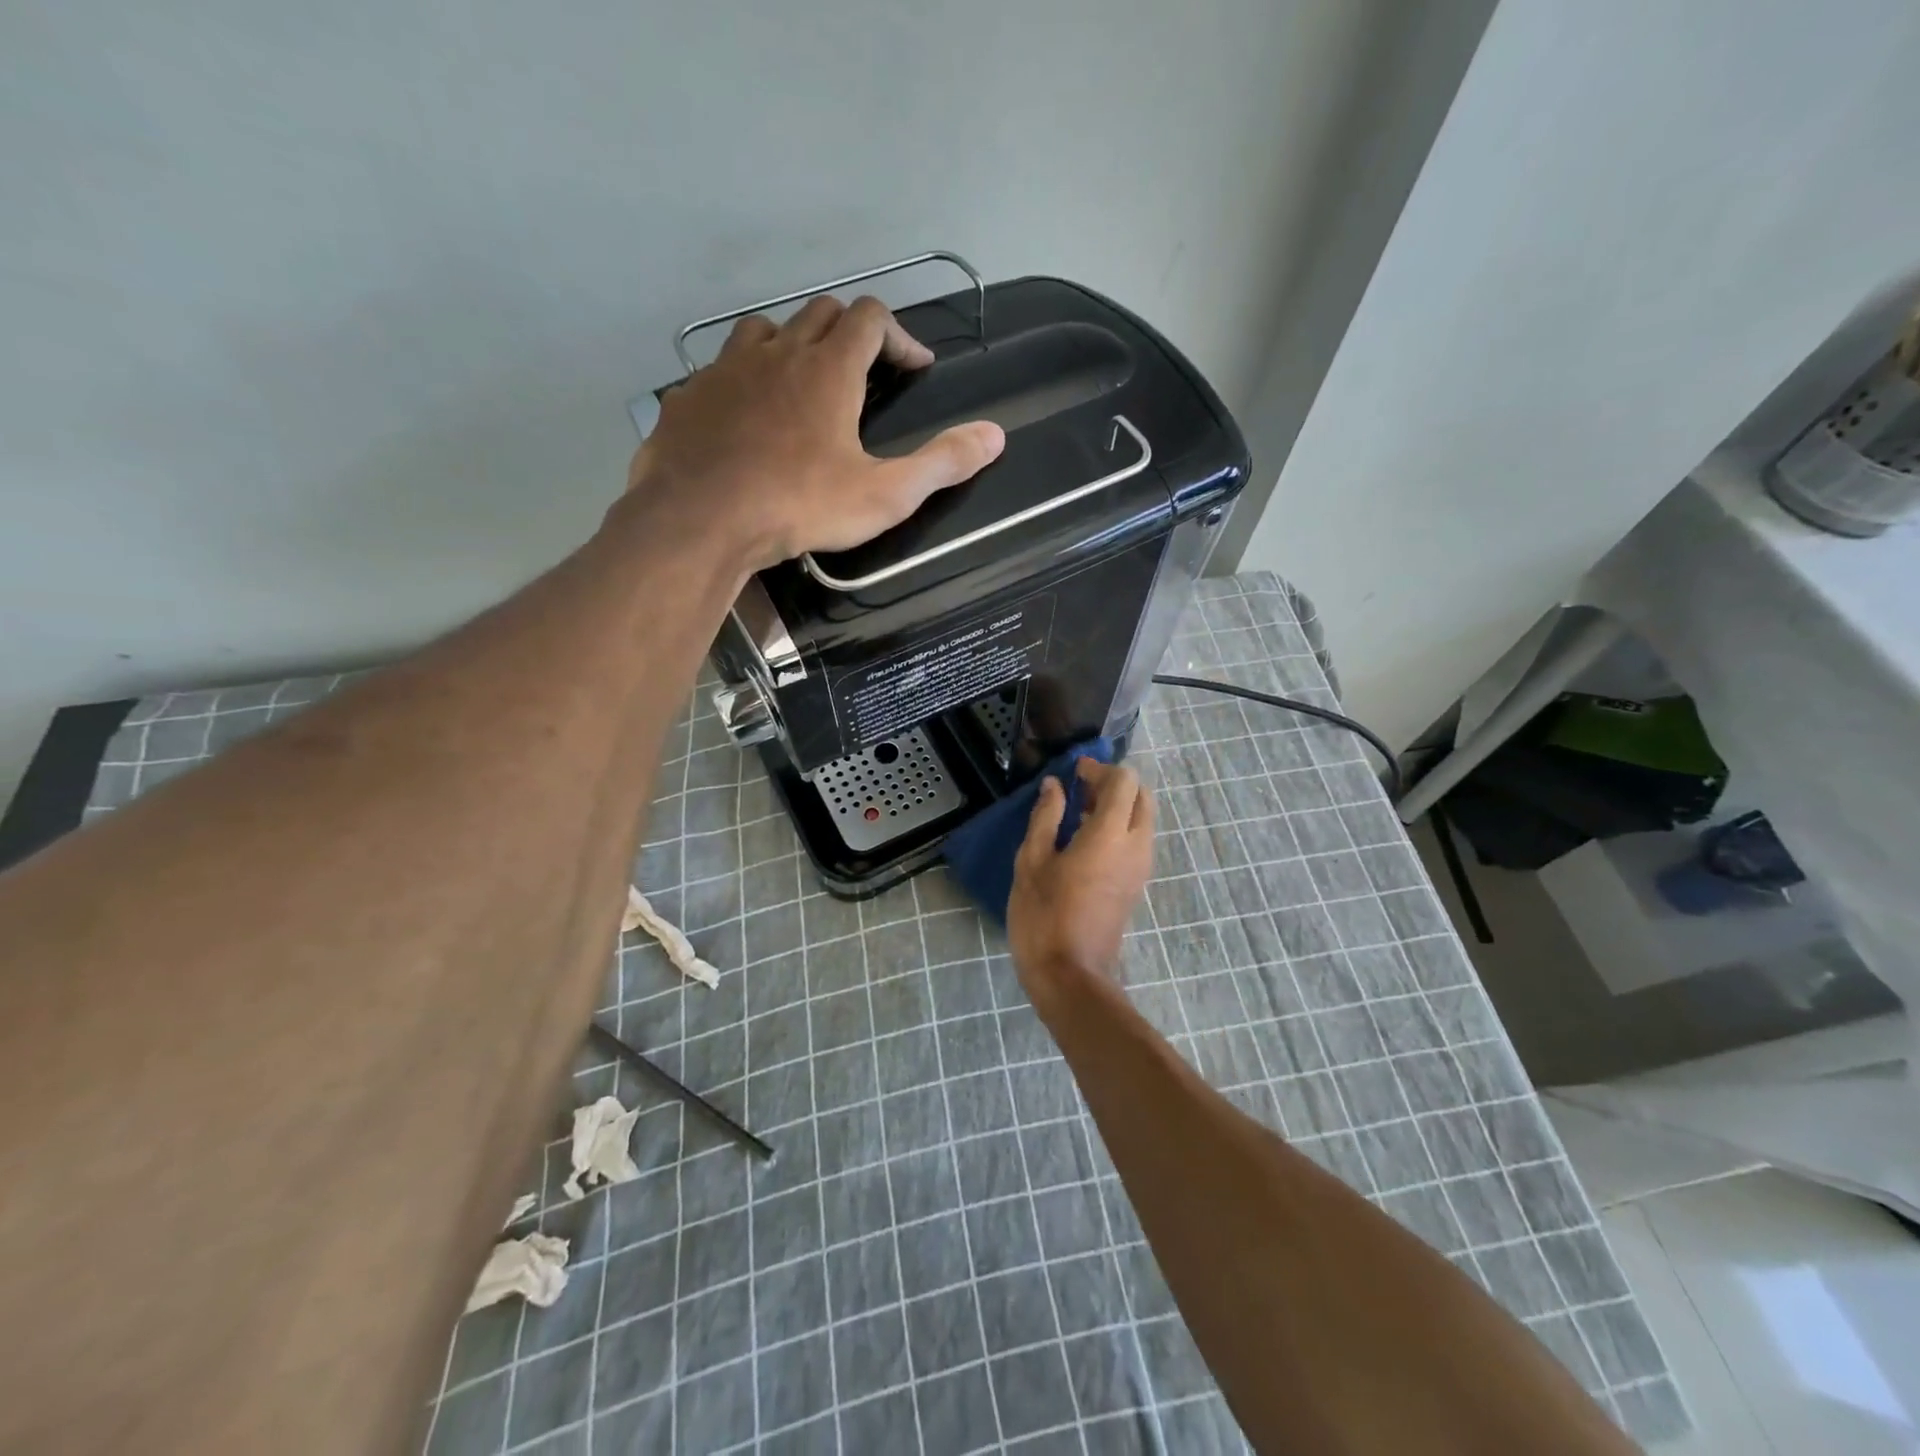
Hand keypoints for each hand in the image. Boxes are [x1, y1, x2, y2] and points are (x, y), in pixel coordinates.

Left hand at [622, 296, 1005, 570]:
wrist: (700, 520)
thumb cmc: (799, 506)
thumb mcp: (884, 495)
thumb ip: (941, 464)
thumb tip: (995, 436)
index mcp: (829, 369)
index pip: (871, 319)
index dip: (900, 336)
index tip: (916, 366)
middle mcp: (778, 352)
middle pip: (821, 313)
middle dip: (851, 333)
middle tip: (865, 371)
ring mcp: (726, 369)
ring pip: (767, 330)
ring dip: (793, 345)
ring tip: (804, 384)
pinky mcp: (690, 395)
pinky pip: (722, 370)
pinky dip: (745, 380)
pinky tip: (747, 416)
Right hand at [1007, 761, 1155, 1017]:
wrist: (1070, 975)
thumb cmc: (1044, 916)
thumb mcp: (1032, 862)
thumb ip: (1046, 817)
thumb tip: (1054, 786)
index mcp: (1109, 835)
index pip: (1124, 782)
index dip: (1100, 769)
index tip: (1074, 772)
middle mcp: (1135, 846)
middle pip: (1142, 796)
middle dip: (1114, 784)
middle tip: (1079, 790)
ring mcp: (1141, 867)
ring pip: (1143, 818)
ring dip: (1117, 806)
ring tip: (1077, 814)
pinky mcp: (1137, 884)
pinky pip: (1137, 840)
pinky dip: (1119, 827)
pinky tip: (1084, 840)